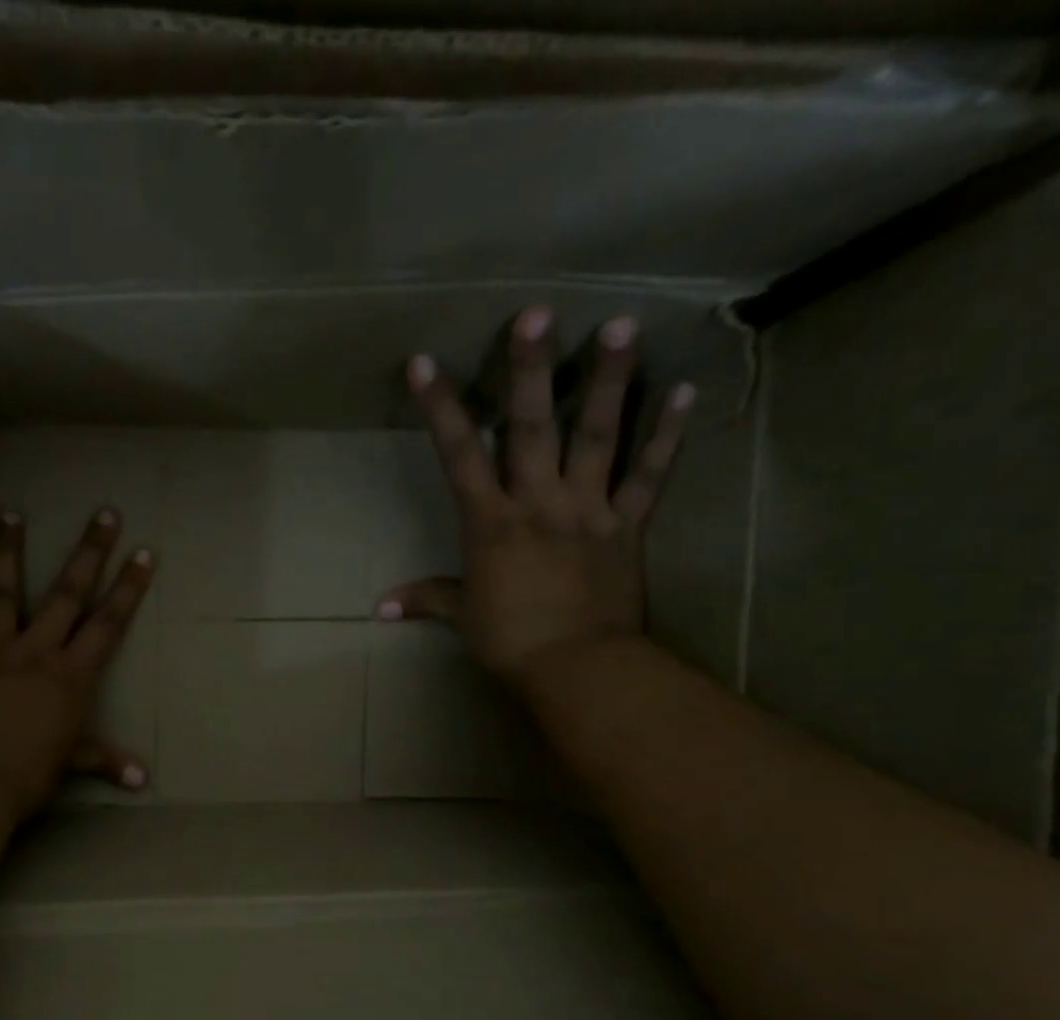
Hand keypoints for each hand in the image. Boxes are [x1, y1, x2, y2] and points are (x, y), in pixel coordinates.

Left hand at [0, 508, 154, 822]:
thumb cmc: (25, 776)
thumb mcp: (70, 766)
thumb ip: (104, 761)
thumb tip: (142, 781)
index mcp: (69, 676)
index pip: (107, 624)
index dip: (127, 589)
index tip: (142, 554)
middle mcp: (34, 652)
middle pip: (66, 594)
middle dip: (89, 553)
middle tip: (103, 514)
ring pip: (3, 591)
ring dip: (9, 551)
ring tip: (11, 513)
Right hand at [376, 307, 694, 690]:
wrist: (576, 668)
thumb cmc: (510, 642)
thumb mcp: (462, 617)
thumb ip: (425, 599)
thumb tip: (378, 608)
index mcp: (492, 523)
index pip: (459, 456)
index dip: (441, 408)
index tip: (425, 362)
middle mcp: (539, 503)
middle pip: (532, 428)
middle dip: (529, 370)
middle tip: (537, 311)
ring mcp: (588, 510)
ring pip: (597, 436)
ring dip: (607, 381)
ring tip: (620, 325)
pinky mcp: (627, 526)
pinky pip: (648, 476)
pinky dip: (665, 435)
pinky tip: (681, 390)